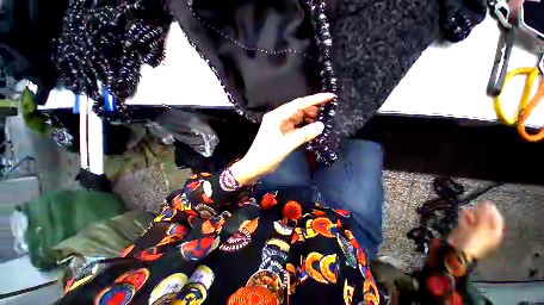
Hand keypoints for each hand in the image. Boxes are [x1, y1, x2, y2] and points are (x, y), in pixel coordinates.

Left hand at [230, 93, 334, 184]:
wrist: (254, 167)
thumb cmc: (266, 156)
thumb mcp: (285, 145)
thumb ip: (303, 135)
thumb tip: (321, 126)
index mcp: (276, 117)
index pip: (297, 104)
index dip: (314, 100)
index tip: (329, 96)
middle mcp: (278, 118)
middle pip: (298, 109)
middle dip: (312, 109)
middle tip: (328, 110)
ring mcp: (280, 125)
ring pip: (297, 118)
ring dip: (309, 118)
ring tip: (323, 118)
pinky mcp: (282, 133)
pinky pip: (296, 127)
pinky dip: (304, 127)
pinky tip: (313, 128)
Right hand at [447, 202, 503, 260]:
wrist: (460, 251)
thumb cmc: (474, 240)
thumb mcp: (482, 227)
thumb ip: (485, 215)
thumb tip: (487, 203)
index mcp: (495, 233)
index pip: (497, 219)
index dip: (492, 210)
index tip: (485, 203)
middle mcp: (488, 233)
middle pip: (486, 219)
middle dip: (479, 213)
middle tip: (473, 209)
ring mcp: (478, 234)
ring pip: (476, 221)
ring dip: (470, 216)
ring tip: (465, 213)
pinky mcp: (468, 234)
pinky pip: (468, 225)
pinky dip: (465, 221)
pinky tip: (462, 219)